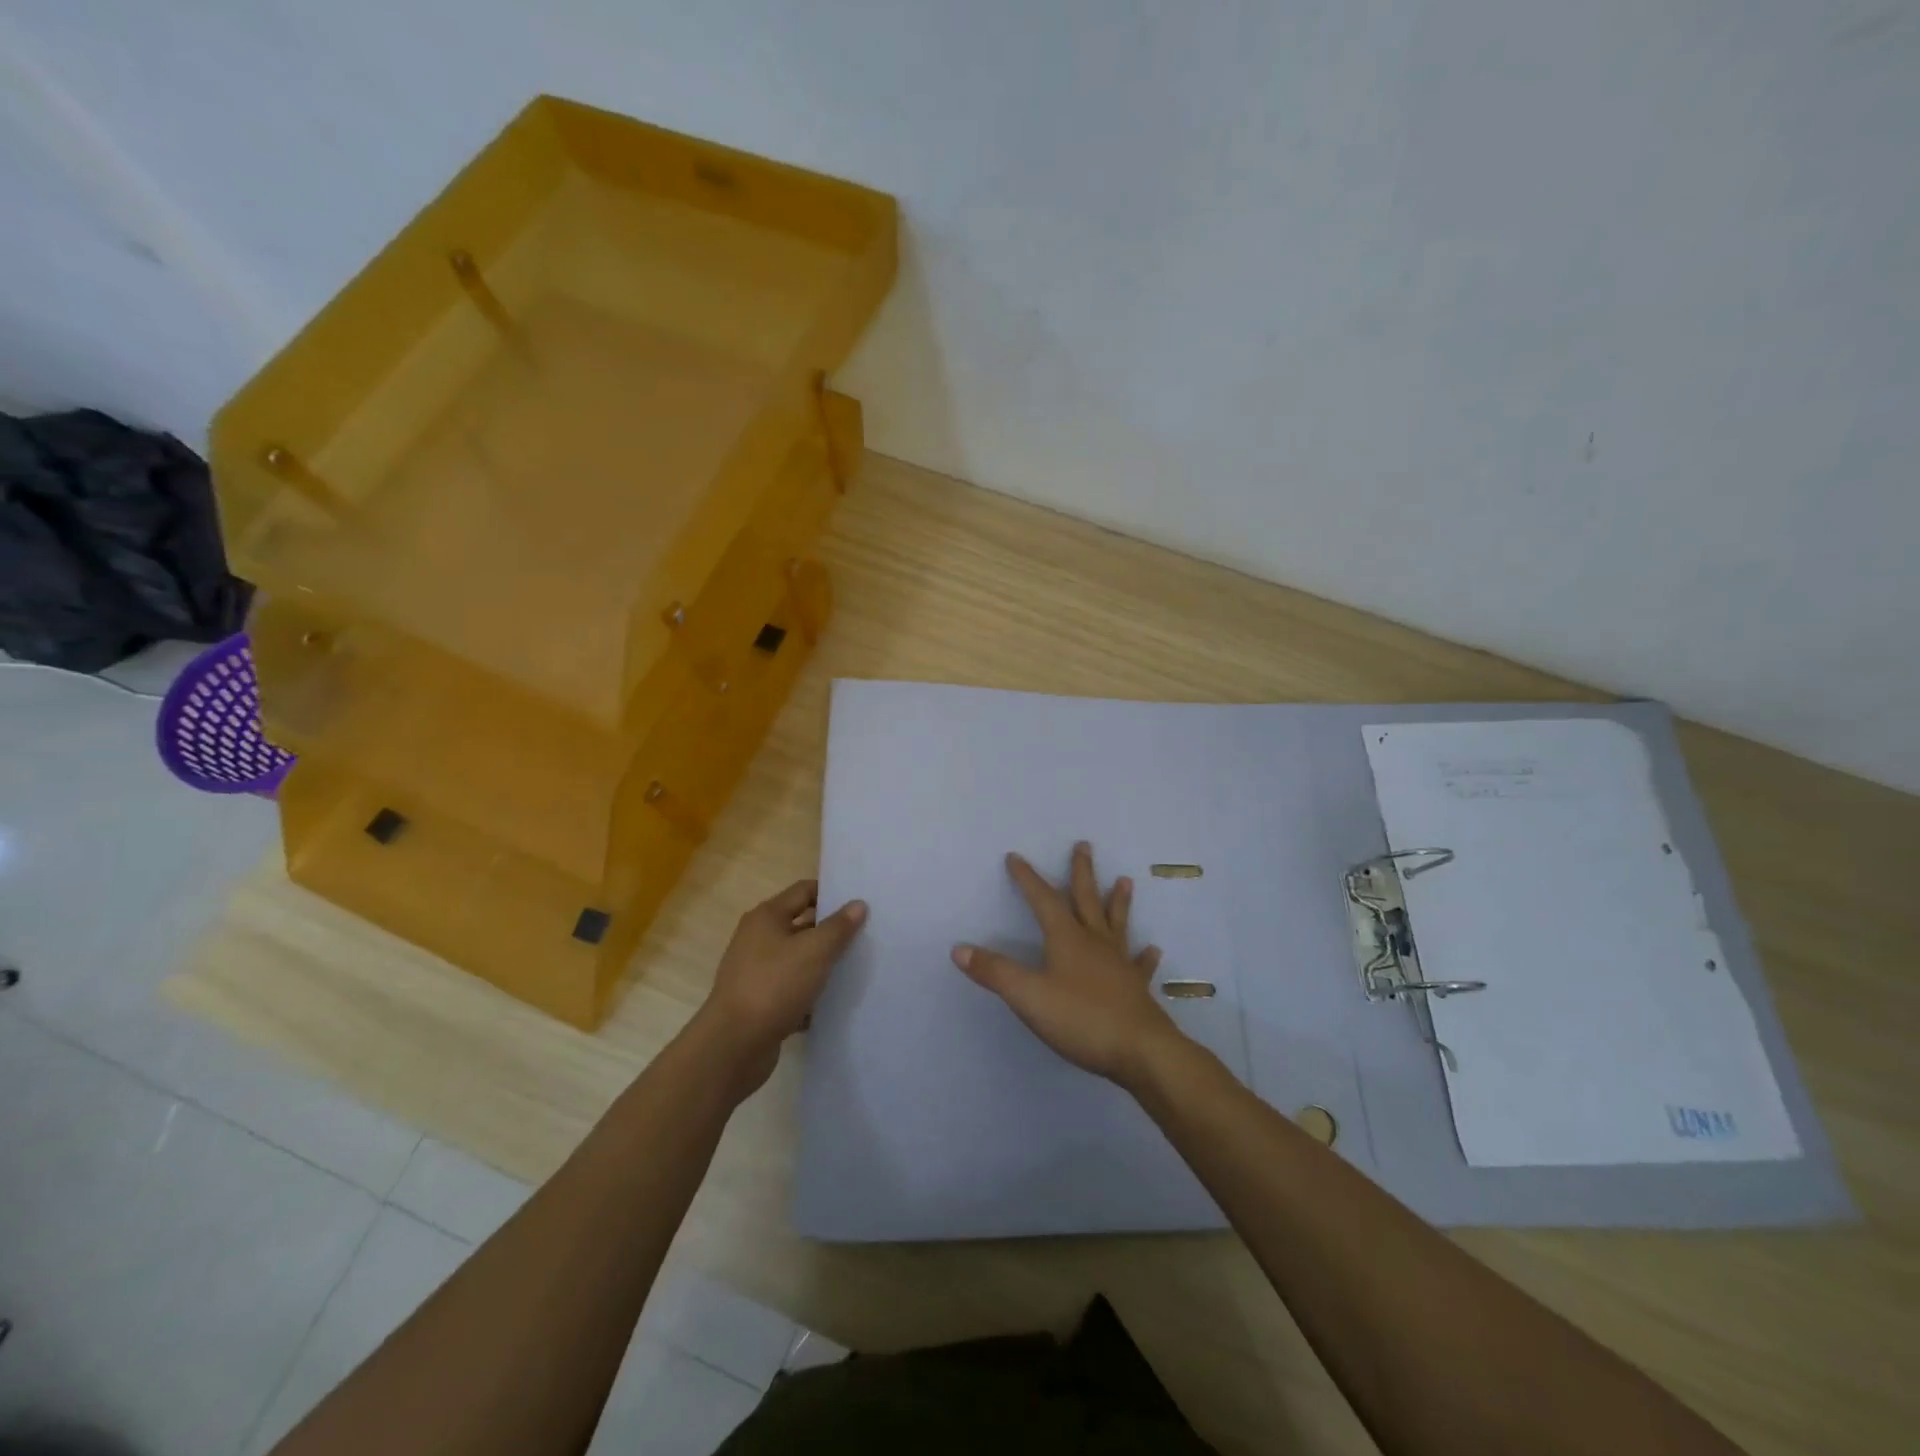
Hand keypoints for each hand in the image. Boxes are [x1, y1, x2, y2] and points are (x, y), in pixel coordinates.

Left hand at [697, 879, 866, 1093]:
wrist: (734, 1045)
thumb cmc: (774, 986)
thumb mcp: (814, 951)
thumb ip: (838, 927)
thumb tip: (858, 904)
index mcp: (766, 917)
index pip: (804, 891)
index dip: (831, 893)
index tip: (860, 903)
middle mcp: (757, 939)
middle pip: (801, 925)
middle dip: (831, 931)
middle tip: (865, 935)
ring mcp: (756, 971)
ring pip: (798, 959)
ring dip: (822, 964)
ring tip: (855, 968)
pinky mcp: (759, 1001)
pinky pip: (791, 989)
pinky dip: (810, 993)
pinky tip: (833, 1002)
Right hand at [952, 842, 1182, 1086]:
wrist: (1140, 1051)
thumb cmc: (1081, 1019)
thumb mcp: (1028, 996)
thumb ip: (994, 972)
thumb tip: (959, 949)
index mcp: (1067, 939)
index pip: (1043, 900)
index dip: (1028, 878)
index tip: (1015, 856)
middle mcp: (1095, 943)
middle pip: (1086, 899)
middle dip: (1081, 872)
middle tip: (1084, 845)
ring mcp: (1119, 964)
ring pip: (1116, 924)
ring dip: (1118, 901)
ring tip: (1125, 880)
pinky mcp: (1136, 988)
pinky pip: (1140, 966)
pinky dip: (1145, 956)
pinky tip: (1153, 949)